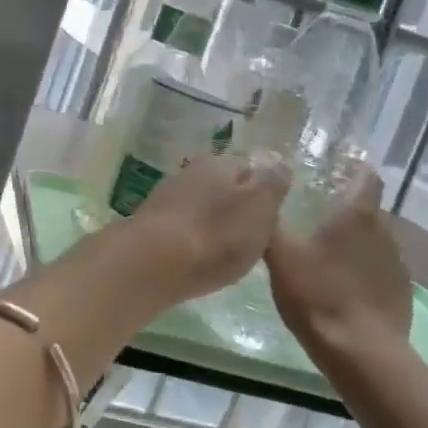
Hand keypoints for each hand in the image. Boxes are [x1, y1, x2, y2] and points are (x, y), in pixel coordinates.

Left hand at [118, 152, 290, 307]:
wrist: (152, 264)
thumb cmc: (217, 235)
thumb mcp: (260, 207)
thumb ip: (273, 183)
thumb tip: (278, 163)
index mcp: (218, 162)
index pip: (250, 170)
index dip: (264, 195)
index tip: (271, 221)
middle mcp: (189, 172)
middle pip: (223, 189)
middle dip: (237, 210)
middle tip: (251, 241)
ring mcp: (165, 198)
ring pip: (201, 209)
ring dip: (214, 227)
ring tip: (226, 255)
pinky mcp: (149, 226)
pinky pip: (182, 230)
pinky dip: (193, 242)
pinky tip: (198, 261)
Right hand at [265, 168, 413, 365]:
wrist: (363, 355)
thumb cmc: (319, 296)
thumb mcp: (281, 258)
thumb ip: (270, 225)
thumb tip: (260, 196)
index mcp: (358, 216)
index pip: (367, 178)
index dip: (356, 168)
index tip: (340, 165)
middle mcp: (385, 232)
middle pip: (369, 210)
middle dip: (348, 208)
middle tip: (319, 212)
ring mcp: (398, 265)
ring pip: (376, 241)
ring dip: (357, 241)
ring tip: (329, 251)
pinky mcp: (401, 294)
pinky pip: (380, 270)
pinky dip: (365, 270)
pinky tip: (344, 286)